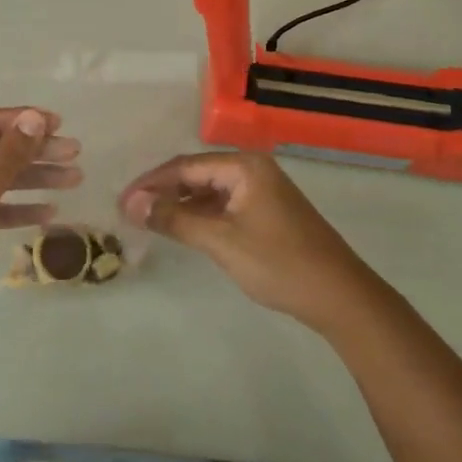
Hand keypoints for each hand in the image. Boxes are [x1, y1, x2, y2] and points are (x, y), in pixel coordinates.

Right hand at [120, 152, 374, 331]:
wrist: (340, 296)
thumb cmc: (279, 263)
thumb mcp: (221, 241)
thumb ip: (175, 219)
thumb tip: (132, 203)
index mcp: (244, 166)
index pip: (185, 166)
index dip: (151, 183)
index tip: (122, 202)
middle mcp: (253, 168)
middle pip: (197, 173)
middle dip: (163, 191)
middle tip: (131, 212)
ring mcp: (263, 190)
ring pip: (210, 190)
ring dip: (181, 203)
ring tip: (150, 220)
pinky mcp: (268, 211)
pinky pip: (225, 204)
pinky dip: (201, 214)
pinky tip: (184, 228)